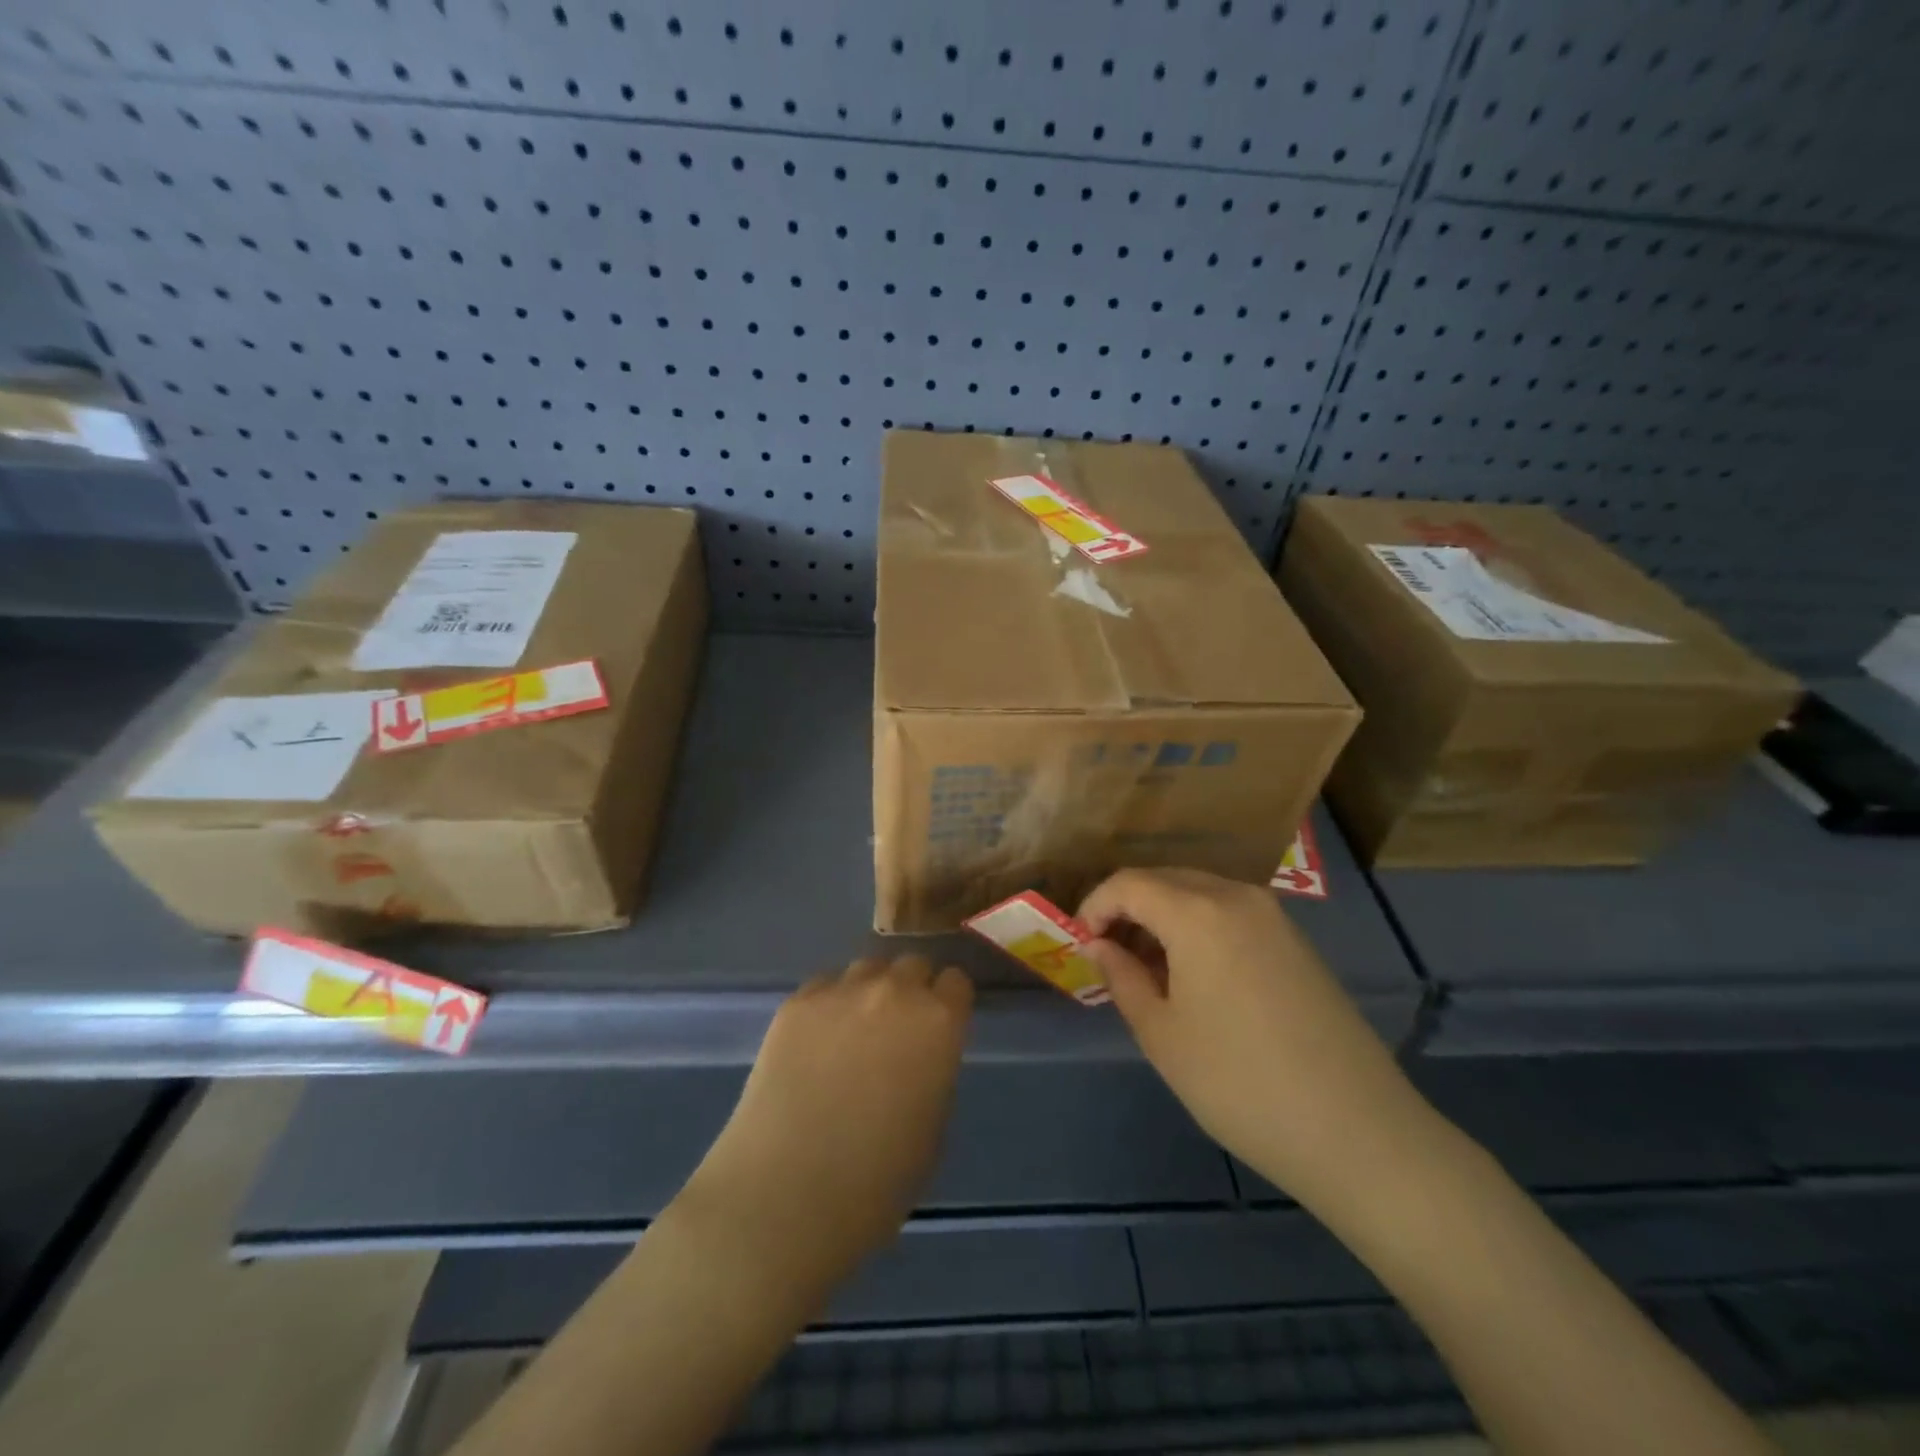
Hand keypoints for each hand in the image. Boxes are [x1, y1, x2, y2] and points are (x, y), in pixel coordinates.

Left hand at [687, 955, 973, 1280]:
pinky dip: (827, 1006)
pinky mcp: (796, 1004)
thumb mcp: (933, 1128)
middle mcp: (894, 991)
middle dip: (911, 990)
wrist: (787, 1195)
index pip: (956, 982)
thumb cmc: (877, 1182)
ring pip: (866, 969)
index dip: (948, 1003)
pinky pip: (823, 987)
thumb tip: (919, 1057)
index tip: (940, 1026)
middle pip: (911, 965)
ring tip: (853, 1031)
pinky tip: (815, 1043)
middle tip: (897, 1029)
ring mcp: (840, 992)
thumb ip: (934, 1072)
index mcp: (939, 1022)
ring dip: (869, 992)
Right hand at [1078, 868, 1430, 1221]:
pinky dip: (1198, 928)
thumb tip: (1099, 945)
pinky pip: (1231, 913)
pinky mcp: (1296, 941)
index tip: (1079, 943)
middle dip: (1128, 909)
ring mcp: (1274, 917)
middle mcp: (1237, 897)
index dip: (1095, 906)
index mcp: (1198, 912)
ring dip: (1163, 918)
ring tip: (1147, 970)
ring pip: (1199, 894)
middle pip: (1165, 880)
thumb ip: (1122, 977)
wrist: (1357, 1131)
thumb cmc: (1240, 1083)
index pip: (1128, 884)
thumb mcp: (1162, 1035)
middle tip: (1108, 956)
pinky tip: (1195, 976)